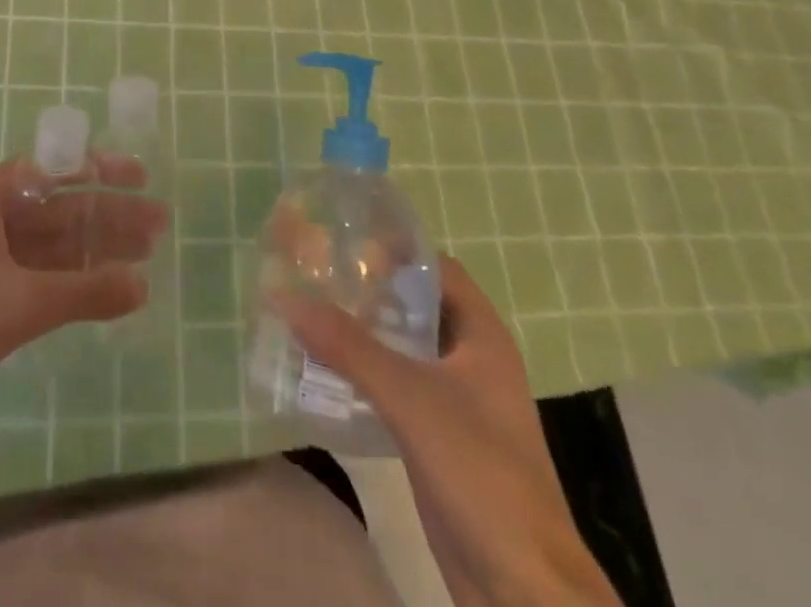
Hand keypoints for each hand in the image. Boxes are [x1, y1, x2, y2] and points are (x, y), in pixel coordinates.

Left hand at [0, 157, 168, 432]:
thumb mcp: (21, 303)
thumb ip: (85, 293)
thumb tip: (143, 286)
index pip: (58, 167)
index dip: (103, 169)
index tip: (142, 178)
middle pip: (61, 205)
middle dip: (108, 215)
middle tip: (159, 227)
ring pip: (52, 241)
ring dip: (95, 248)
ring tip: (145, 255)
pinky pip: (38, 270)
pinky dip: (71, 277)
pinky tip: (104, 286)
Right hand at [275, 256, 620, 606]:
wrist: (523, 588)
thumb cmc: (481, 472)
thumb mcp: (411, 398)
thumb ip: (350, 347)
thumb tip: (287, 298)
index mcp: (482, 334)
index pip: (434, 267)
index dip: (393, 248)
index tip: (342, 238)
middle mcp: (470, 357)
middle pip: (414, 304)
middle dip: (368, 289)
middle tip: (315, 273)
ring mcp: (456, 398)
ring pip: (403, 346)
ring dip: (362, 331)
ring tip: (309, 312)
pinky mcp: (438, 435)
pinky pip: (395, 385)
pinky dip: (364, 371)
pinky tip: (324, 369)